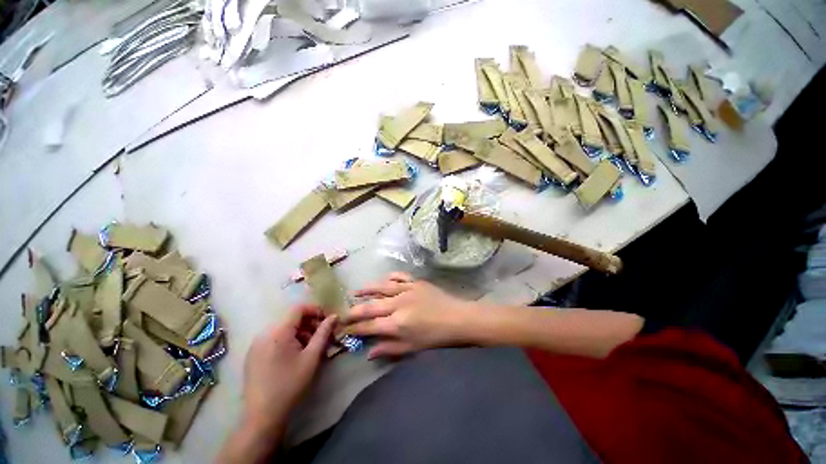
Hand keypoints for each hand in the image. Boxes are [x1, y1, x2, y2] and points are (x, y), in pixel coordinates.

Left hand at [241, 305, 336, 433]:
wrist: (262, 416)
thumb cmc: (290, 384)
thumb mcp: (312, 357)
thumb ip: (323, 333)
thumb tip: (334, 316)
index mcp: (278, 331)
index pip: (299, 308)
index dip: (315, 310)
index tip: (327, 321)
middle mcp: (264, 333)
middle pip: (291, 319)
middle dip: (310, 324)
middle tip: (322, 337)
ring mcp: (256, 345)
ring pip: (284, 329)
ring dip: (300, 333)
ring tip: (311, 348)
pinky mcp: (253, 355)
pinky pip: (274, 339)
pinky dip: (288, 341)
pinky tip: (296, 356)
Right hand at [344, 272, 473, 358]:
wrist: (458, 318)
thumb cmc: (436, 337)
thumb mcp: (413, 348)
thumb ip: (389, 349)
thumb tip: (368, 353)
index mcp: (397, 324)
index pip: (369, 326)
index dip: (354, 328)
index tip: (342, 329)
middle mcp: (398, 304)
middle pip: (371, 306)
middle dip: (354, 310)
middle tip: (343, 312)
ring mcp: (407, 290)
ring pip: (381, 288)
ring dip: (367, 290)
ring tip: (355, 292)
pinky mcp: (416, 282)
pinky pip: (399, 276)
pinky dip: (389, 277)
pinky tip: (383, 279)